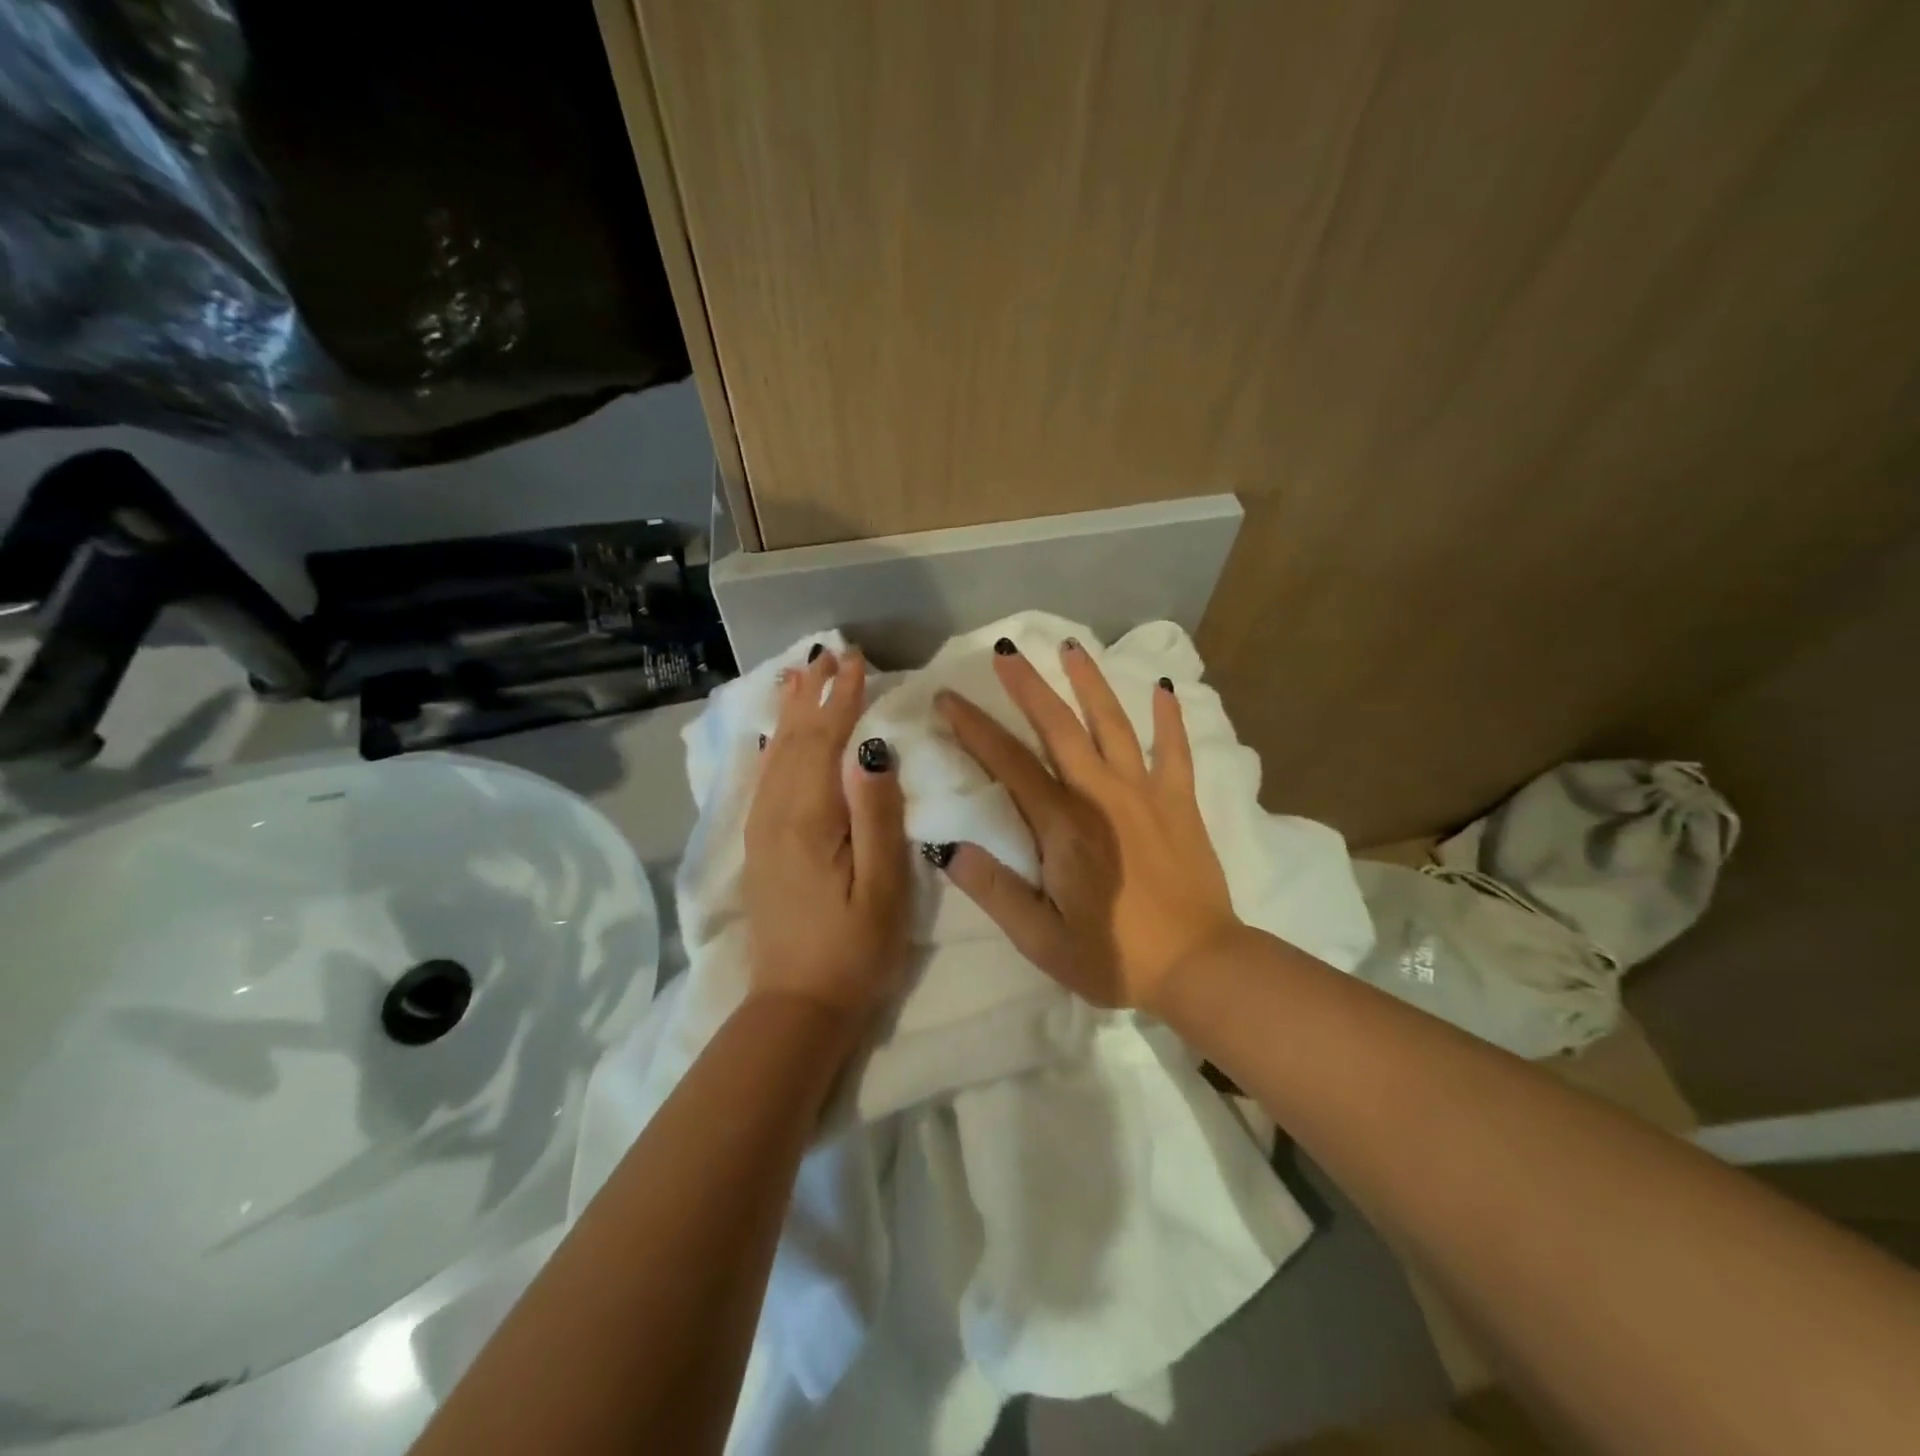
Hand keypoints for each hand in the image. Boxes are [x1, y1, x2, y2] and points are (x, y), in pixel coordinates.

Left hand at [744, 647, 911, 1024]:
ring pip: (776, 755)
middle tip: (830, 652)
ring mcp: (763, 831)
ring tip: (800, 674)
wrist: (797, 1006)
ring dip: (791, 711)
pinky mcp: (761, 847)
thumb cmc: (853, 950)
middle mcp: (777, 814)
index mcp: (809, 819)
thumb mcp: (882, 887)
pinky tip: (775, 737)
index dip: (843, 699)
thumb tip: (872, 749)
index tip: (859, 661)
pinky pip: (764, 780)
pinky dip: (773, 746)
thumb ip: (876, 816)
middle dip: (814, 693)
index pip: (827, 742)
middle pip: (795, 740)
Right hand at [934, 639, 1240, 1011]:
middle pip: (1059, 726)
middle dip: (1028, 686)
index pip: (1009, 763)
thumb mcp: (1041, 938)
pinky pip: (1175, 750)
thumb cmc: (1115, 957)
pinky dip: (1169, 717)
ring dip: (1090, 682)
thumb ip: (993, 890)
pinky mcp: (1181, 803)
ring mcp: (1146, 793)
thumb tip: (947, 847)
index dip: (974, 728)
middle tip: (1006, 650)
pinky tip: (1165, 688)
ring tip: (1071, 647)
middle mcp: (1102, 794)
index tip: (949, 697)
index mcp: (1063, 824)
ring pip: (1113, 723)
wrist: (1199, 967)